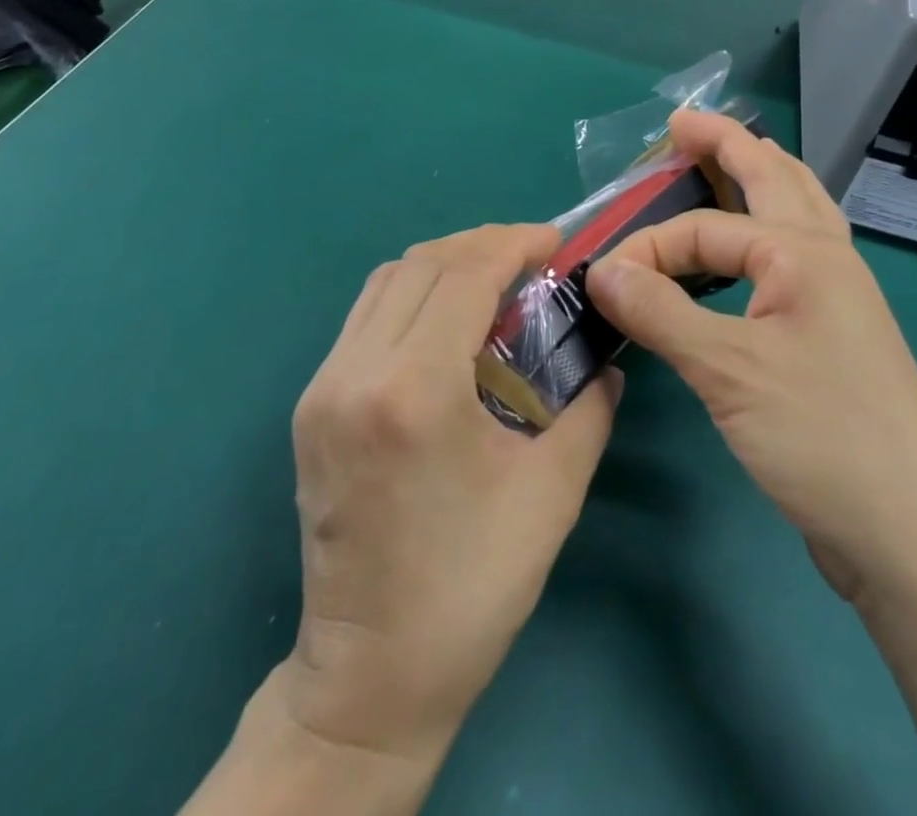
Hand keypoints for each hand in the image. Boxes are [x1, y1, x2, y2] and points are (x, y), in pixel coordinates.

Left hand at [277, 224, 619, 766]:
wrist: (371, 674)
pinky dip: (411, 295)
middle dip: (482, 244)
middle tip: (531, 257)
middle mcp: (356, 371)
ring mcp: (323, 387)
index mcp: (414, 390)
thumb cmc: (472, 585)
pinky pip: (365, 316)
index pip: (464, 273)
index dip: (514, 242)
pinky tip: (447, 321)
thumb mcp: (553, 491)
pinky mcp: (311, 405)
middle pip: (421, 263)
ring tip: (492, 279)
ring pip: (385, 281)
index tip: (555, 242)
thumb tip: (605, 358)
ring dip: (443, 264)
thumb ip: (589, 408)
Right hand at [586, 112, 916, 608]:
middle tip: (682, 124)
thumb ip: (659, 311)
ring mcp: (837, 297)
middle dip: (727, 145)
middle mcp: (826, 259)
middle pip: (774, 178)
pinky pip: (793, 257)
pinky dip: (767, 231)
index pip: (704, 230)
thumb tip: (599, 268)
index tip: (601, 280)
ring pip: (796, 212)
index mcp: (805, 254)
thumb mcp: (729, 371)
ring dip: (759, 177)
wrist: (912, 537)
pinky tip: (752, 250)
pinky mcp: (834, 334)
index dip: (647, 247)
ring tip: (726, 159)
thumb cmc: (823, 439)